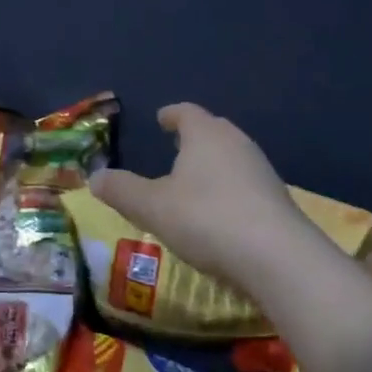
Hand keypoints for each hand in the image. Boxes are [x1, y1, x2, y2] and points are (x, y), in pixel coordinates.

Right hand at [87, 103, 313, 292]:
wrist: (278, 259)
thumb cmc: (207, 219)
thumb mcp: (152, 207)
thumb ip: (122, 190)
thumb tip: (93, 177)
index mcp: (206, 134)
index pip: (186, 113)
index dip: (172, 114)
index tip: (161, 117)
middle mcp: (236, 143)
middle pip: (213, 130)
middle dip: (194, 135)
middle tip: (176, 144)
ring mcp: (262, 171)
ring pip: (231, 156)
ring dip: (213, 163)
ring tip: (194, 179)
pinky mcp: (277, 200)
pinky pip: (246, 183)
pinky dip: (229, 188)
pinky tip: (220, 211)